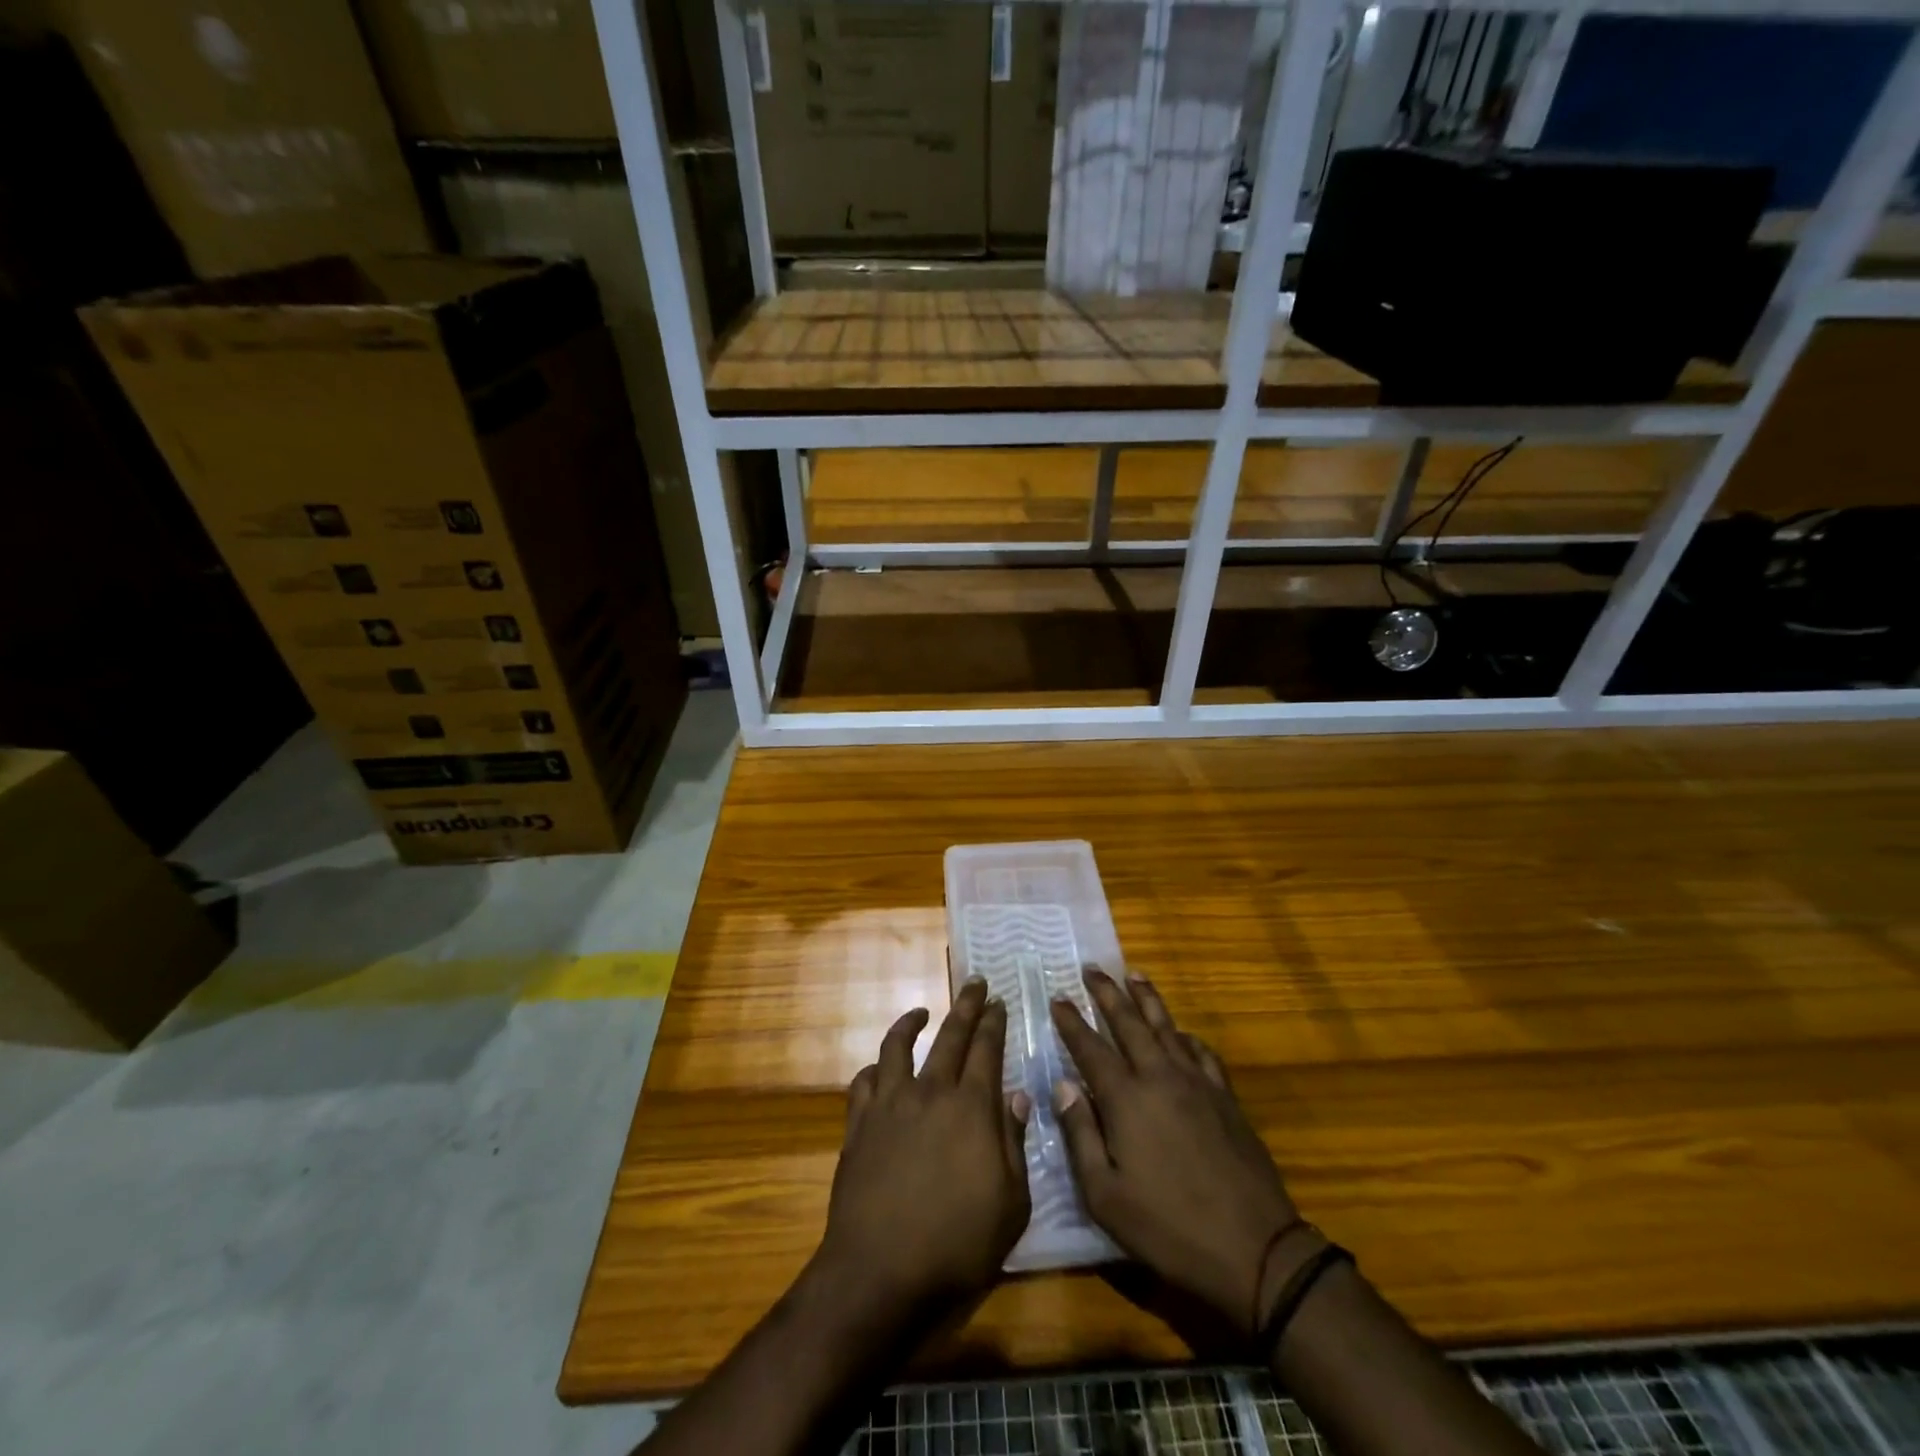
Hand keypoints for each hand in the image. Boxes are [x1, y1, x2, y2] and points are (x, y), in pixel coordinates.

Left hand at [816, 979, 1031, 1316]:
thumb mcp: (1011, 1205)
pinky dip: (874, 1069)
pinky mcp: (858, 1125)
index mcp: (971, 1108)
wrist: (879, 1273)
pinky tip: (880, 1070)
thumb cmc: (957, 1245)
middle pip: (950, 1036)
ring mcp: (889, 1105)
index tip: (998, 1001)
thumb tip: (1017, 1095)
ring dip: (911, 1023)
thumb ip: (1014, 1143)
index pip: (986, 1050)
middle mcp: (929, 1093)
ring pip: (898, 1047)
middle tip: (974, 983)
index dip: (993, 1022)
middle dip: (965, 1006)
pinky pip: (863, 1082)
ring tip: (921, 1011)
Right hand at [1051, 970, 1301, 1337]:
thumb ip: (1080, 1135)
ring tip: (1133, 974)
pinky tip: (1181, 1032)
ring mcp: (1197, 1083)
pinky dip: (1186, 1035)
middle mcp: (1159, 1077)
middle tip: (1092, 968)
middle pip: (1128, 1022)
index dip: (1071, 1021)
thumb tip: (1063, 1085)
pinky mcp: (1225, 1097)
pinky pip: (1201, 1052)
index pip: (1090, 1047)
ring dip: (1146, 998)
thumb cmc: (1169, 1228)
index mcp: (1126, 1099)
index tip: (1058, 997)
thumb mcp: (1106, 1196)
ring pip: (1166, 1026)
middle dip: (1107, 992)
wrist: (1254, 1249)